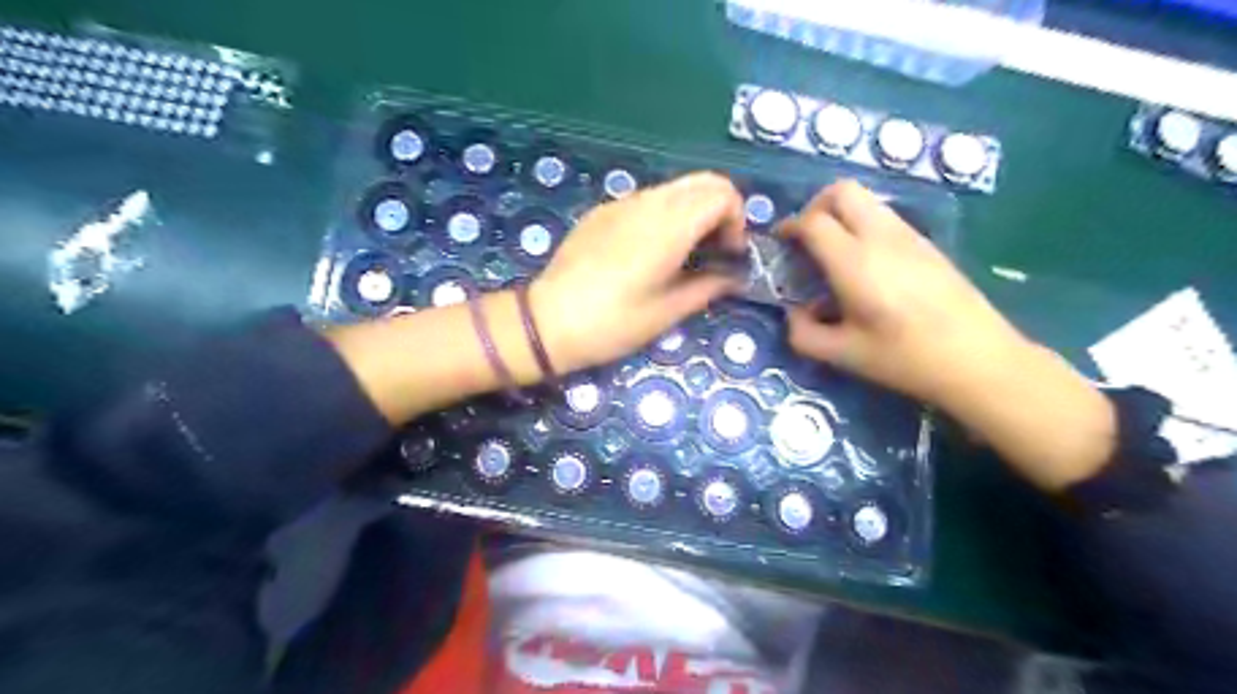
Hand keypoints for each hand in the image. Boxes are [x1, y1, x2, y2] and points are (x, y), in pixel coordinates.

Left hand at [531, 170, 742, 370]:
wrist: (549, 321)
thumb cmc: (614, 322)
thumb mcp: (668, 311)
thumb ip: (709, 287)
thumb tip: (733, 277)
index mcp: (670, 225)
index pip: (723, 194)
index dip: (737, 221)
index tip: (728, 255)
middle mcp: (648, 202)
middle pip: (703, 181)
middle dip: (720, 210)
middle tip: (713, 250)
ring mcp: (621, 203)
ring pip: (674, 188)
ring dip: (692, 211)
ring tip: (683, 254)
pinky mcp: (602, 211)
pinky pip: (646, 200)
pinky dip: (664, 215)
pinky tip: (648, 253)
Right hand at [775, 179, 1031, 406]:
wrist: (978, 359)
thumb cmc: (904, 358)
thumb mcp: (843, 355)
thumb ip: (805, 334)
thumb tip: (795, 315)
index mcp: (854, 262)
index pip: (813, 222)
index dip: (789, 226)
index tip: (780, 242)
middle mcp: (881, 237)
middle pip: (842, 191)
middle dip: (815, 206)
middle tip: (807, 238)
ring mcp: (909, 236)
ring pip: (867, 200)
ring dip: (842, 214)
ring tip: (834, 252)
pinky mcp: (928, 245)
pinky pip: (886, 218)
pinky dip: (864, 225)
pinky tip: (867, 265)